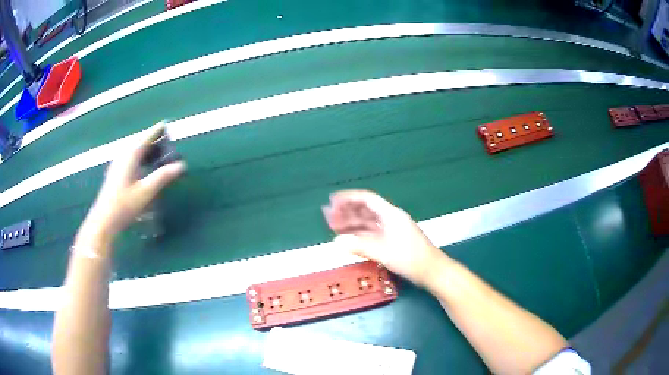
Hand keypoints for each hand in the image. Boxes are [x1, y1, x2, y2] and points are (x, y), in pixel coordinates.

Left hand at [76, 124, 185, 253]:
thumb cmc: (124, 205)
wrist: (104, 221)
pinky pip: (129, 158)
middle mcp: (122, 156)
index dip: (156, 130)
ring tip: (157, 153)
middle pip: (138, 142)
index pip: (145, 137)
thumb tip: (181, 165)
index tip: (166, 124)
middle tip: (165, 141)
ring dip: (145, 149)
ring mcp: (117, 164)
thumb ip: (163, 176)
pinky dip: (139, 157)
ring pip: (133, 151)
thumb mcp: (146, 192)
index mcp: (130, 156)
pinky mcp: (115, 173)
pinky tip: (143, 166)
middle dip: (151, 140)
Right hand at [323, 190, 445, 286]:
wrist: (432, 271)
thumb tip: (337, 241)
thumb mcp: (383, 252)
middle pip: (365, 210)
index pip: (367, 199)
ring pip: (367, 223)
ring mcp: (392, 230)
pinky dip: (359, 235)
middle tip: (328, 216)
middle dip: (347, 212)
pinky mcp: (392, 241)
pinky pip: (372, 233)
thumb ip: (360, 246)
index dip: (349, 198)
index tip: (332, 201)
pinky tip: (348, 239)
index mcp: (390, 215)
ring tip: (333, 227)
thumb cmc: (410, 258)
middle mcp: (390, 219)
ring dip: (351, 223)